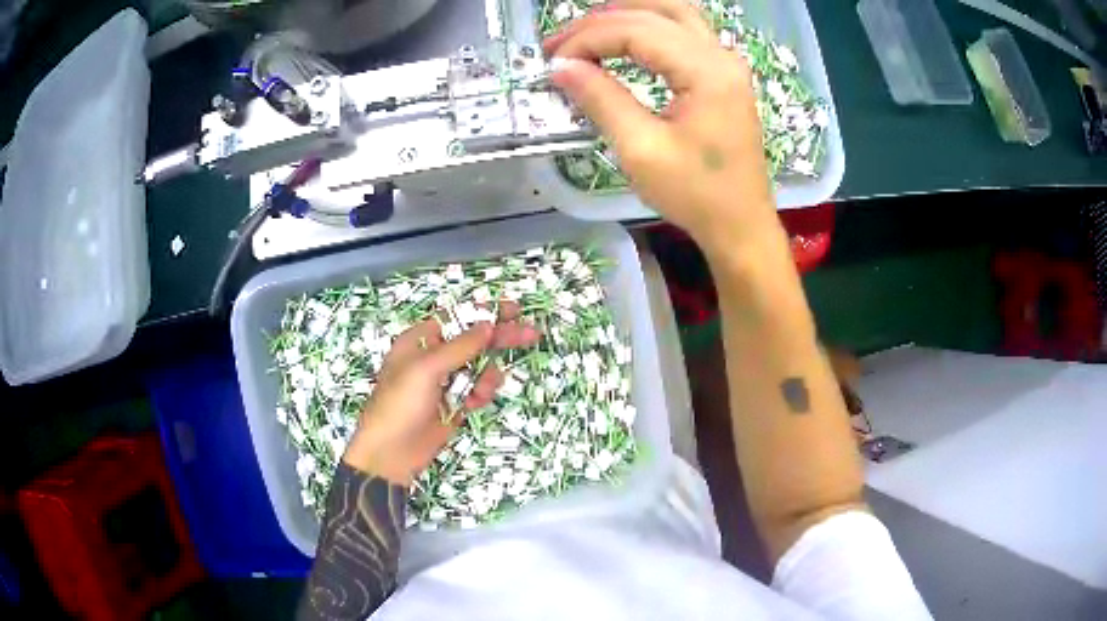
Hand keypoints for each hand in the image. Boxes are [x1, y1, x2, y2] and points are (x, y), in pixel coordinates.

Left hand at [342, 303, 540, 485]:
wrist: (391, 453)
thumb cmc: (399, 404)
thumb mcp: (426, 369)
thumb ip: (460, 346)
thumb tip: (487, 324)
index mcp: (420, 340)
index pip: (458, 317)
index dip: (485, 311)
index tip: (513, 308)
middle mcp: (434, 357)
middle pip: (474, 340)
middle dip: (500, 337)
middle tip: (530, 333)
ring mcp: (446, 382)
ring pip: (480, 368)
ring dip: (487, 375)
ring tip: (482, 389)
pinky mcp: (455, 404)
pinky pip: (477, 391)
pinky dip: (481, 394)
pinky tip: (474, 403)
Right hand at [545, 0, 780, 254]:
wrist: (740, 224)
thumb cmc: (696, 195)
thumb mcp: (641, 150)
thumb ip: (600, 99)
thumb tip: (561, 67)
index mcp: (706, 71)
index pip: (636, 31)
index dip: (588, 39)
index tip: (552, 61)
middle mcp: (721, 55)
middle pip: (653, 14)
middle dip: (600, 23)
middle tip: (559, 43)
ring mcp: (726, 62)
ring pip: (673, 13)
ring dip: (626, 15)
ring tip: (587, 32)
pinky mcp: (724, 74)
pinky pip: (684, 31)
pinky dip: (649, 27)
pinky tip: (625, 38)